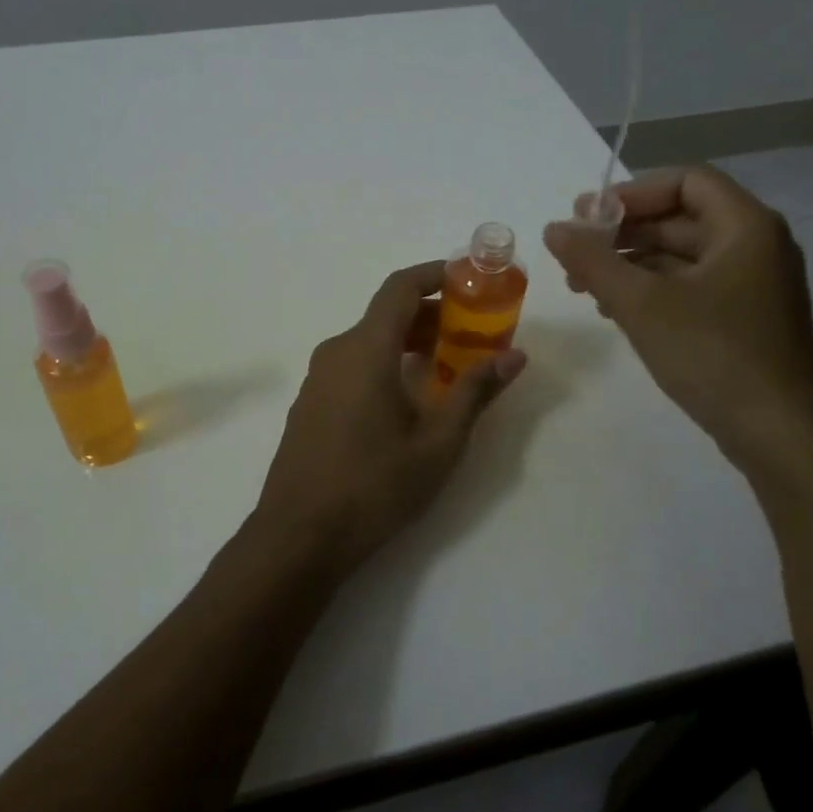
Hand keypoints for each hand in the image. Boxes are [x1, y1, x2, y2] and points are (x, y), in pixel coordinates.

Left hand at [251, 262, 526, 568]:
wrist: (298, 536)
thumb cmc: (374, 486)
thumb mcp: (438, 442)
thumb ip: (474, 391)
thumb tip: (514, 356)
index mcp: (366, 349)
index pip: (401, 287)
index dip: (436, 274)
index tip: (470, 280)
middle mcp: (336, 351)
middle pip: (387, 313)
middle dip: (432, 314)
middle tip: (473, 332)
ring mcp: (318, 378)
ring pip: (370, 341)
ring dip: (410, 341)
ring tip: (449, 366)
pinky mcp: (311, 403)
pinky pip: (353, 365)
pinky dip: (386, 363)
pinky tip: (408, 399)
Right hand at [544, 167, 812, 468]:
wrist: (780, 434)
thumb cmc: (713, 354)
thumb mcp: (641, 303)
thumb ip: (593, 260)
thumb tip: (554, 228)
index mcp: (745, 226)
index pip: (686, 181)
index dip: (632, 193)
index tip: (588, 218)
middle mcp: (756, 246)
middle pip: (681, 217)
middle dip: (624, 233)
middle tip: (575, 254)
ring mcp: (753, 285)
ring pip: (682, 255)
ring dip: (631, 263)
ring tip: (585, 287)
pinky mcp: (745, 319)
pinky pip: (692, 286)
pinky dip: (652, 290)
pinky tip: (616, 311)